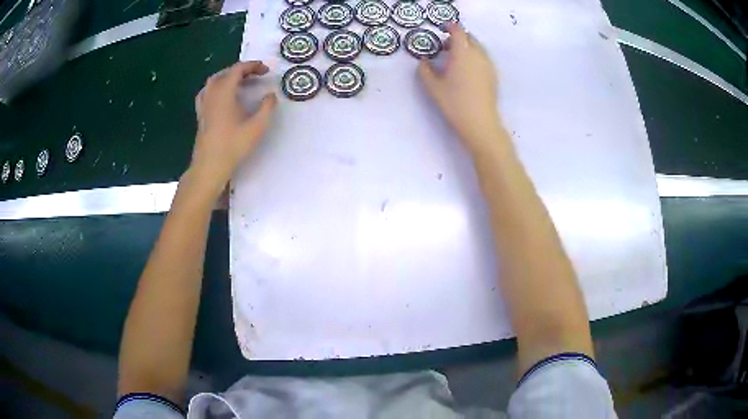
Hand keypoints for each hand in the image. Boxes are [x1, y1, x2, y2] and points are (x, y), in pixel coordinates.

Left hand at [188, 61, 277, 199]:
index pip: (237, 69)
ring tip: (240, 82)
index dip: (253, 66)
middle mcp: (211, 94)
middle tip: (255, 74)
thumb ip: (267, 107)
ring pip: (214, 81)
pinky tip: (222, 96)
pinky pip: (207, 92)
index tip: (266, 70)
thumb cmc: (233, 146)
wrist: (209, 166)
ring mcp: (203, 104)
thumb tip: (271, 95)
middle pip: (225, 73)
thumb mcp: (257, 127)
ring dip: (228, 77)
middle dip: (241, 70)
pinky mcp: (200, 115)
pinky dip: (216, 88)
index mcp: (224, 92)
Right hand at [418, 23, 501, 151]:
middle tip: (446, 47)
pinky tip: (467, 70)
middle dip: (458, 38)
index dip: (450, 27)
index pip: (458, 32)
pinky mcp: (493, 75)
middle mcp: (478, 55)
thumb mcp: (432, 87)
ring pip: (478, 48)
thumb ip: (424, 70)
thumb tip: (424, 61)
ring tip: (456, 59)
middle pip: (470, 38)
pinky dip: (474, 56)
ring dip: (467, 47)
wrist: (480, 123)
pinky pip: (484, 58)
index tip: (443, 28)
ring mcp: (488, 65)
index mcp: (462, 53)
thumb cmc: (454, 103)